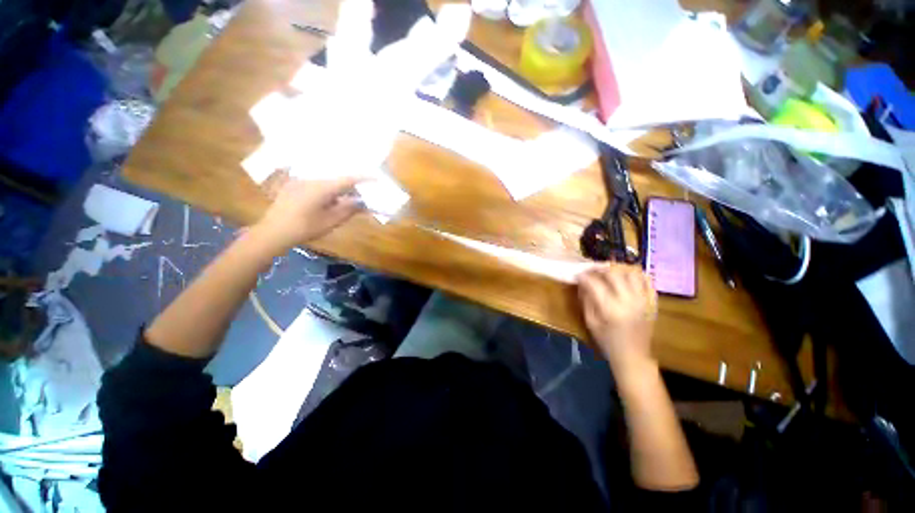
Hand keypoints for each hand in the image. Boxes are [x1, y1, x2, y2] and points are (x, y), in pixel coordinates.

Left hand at [253, 176, 363, 253]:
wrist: (273, 232)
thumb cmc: (305, 228)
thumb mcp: (331, 221)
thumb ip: (349, 210)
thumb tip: (363, 203)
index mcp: (323, 187)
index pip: (348, 179)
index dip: (364, 178)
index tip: (376, 179)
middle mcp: (312, 179)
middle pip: (338, 179)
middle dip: (352, 187)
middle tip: (362, 197)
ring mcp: (301, 181)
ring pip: (327, 182)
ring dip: (340, 190)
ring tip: (347, 201)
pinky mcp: (294, 186)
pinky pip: (317, 184)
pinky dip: (328, 190)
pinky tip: (330, 201)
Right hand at [577, 265, 657, 370]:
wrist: (633, 356)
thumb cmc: (607, 341)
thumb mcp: (590, 322)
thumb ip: (586, 300)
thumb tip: (582, 283)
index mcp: (610, 309)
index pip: (595, 283)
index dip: (584, 276)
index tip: (578, 275)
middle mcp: (629, 301)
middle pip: (614, 273)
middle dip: (600, 269)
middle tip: (592, 271)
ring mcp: (643, 300)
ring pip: (632, 273)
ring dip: (618, 269)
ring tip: (609, 272)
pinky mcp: (652, 302)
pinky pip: (647, 281)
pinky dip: (636, 275)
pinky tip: (626, 277)